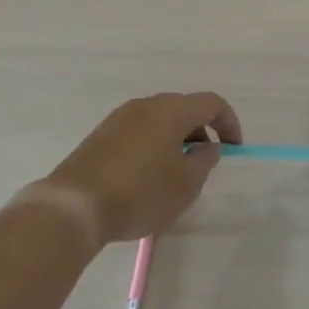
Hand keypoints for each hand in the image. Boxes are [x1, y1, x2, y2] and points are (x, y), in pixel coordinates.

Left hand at [38, 92, 242, 244]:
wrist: (75, 206)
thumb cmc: (140, 193)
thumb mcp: (186, 184)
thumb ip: (204, 161)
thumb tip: (206, 147)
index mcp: (171, 110)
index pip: (211, 103)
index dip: (229, 122)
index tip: (233, 149)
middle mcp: (146, 105)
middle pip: (184, 108)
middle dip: (201, 131)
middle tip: (205, 162)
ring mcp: (120, 117)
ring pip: (159, 120)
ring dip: (175, 139)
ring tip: (176, 173)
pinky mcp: (101, 134)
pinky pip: (138, 131)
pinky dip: (153, 145)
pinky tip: (147, 176)